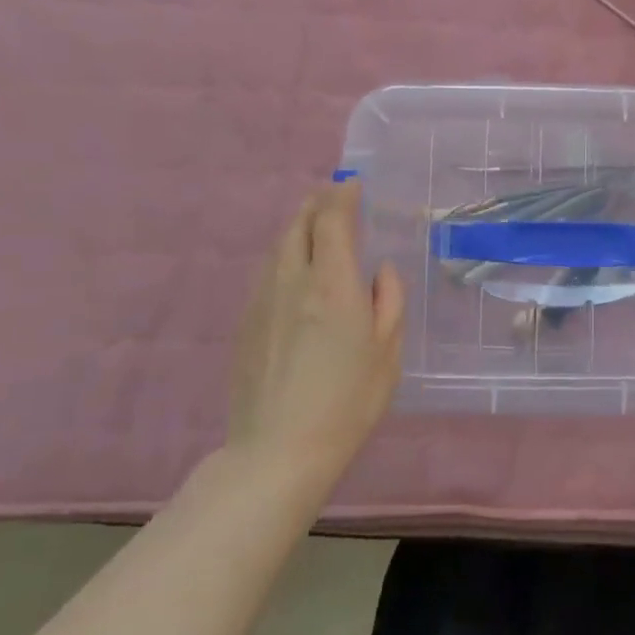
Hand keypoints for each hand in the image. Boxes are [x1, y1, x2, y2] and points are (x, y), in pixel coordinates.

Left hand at [228, 180, 404, 482]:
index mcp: (332, 285)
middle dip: (316, 204)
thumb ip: (388, 301)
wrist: (279, 449)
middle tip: (332, 196)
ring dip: (298, 228)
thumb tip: (379, 270)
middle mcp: (292, 281)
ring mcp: (262, 301)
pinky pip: (266, 273)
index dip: (342, 198)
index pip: (332, 221)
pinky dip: (284, 256)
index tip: (352, 186)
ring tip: (313, 224)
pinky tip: (294, 270)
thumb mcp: (388, 351)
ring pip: (278, 248)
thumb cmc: (349, 401)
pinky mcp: (246, 323)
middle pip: (298, 226)